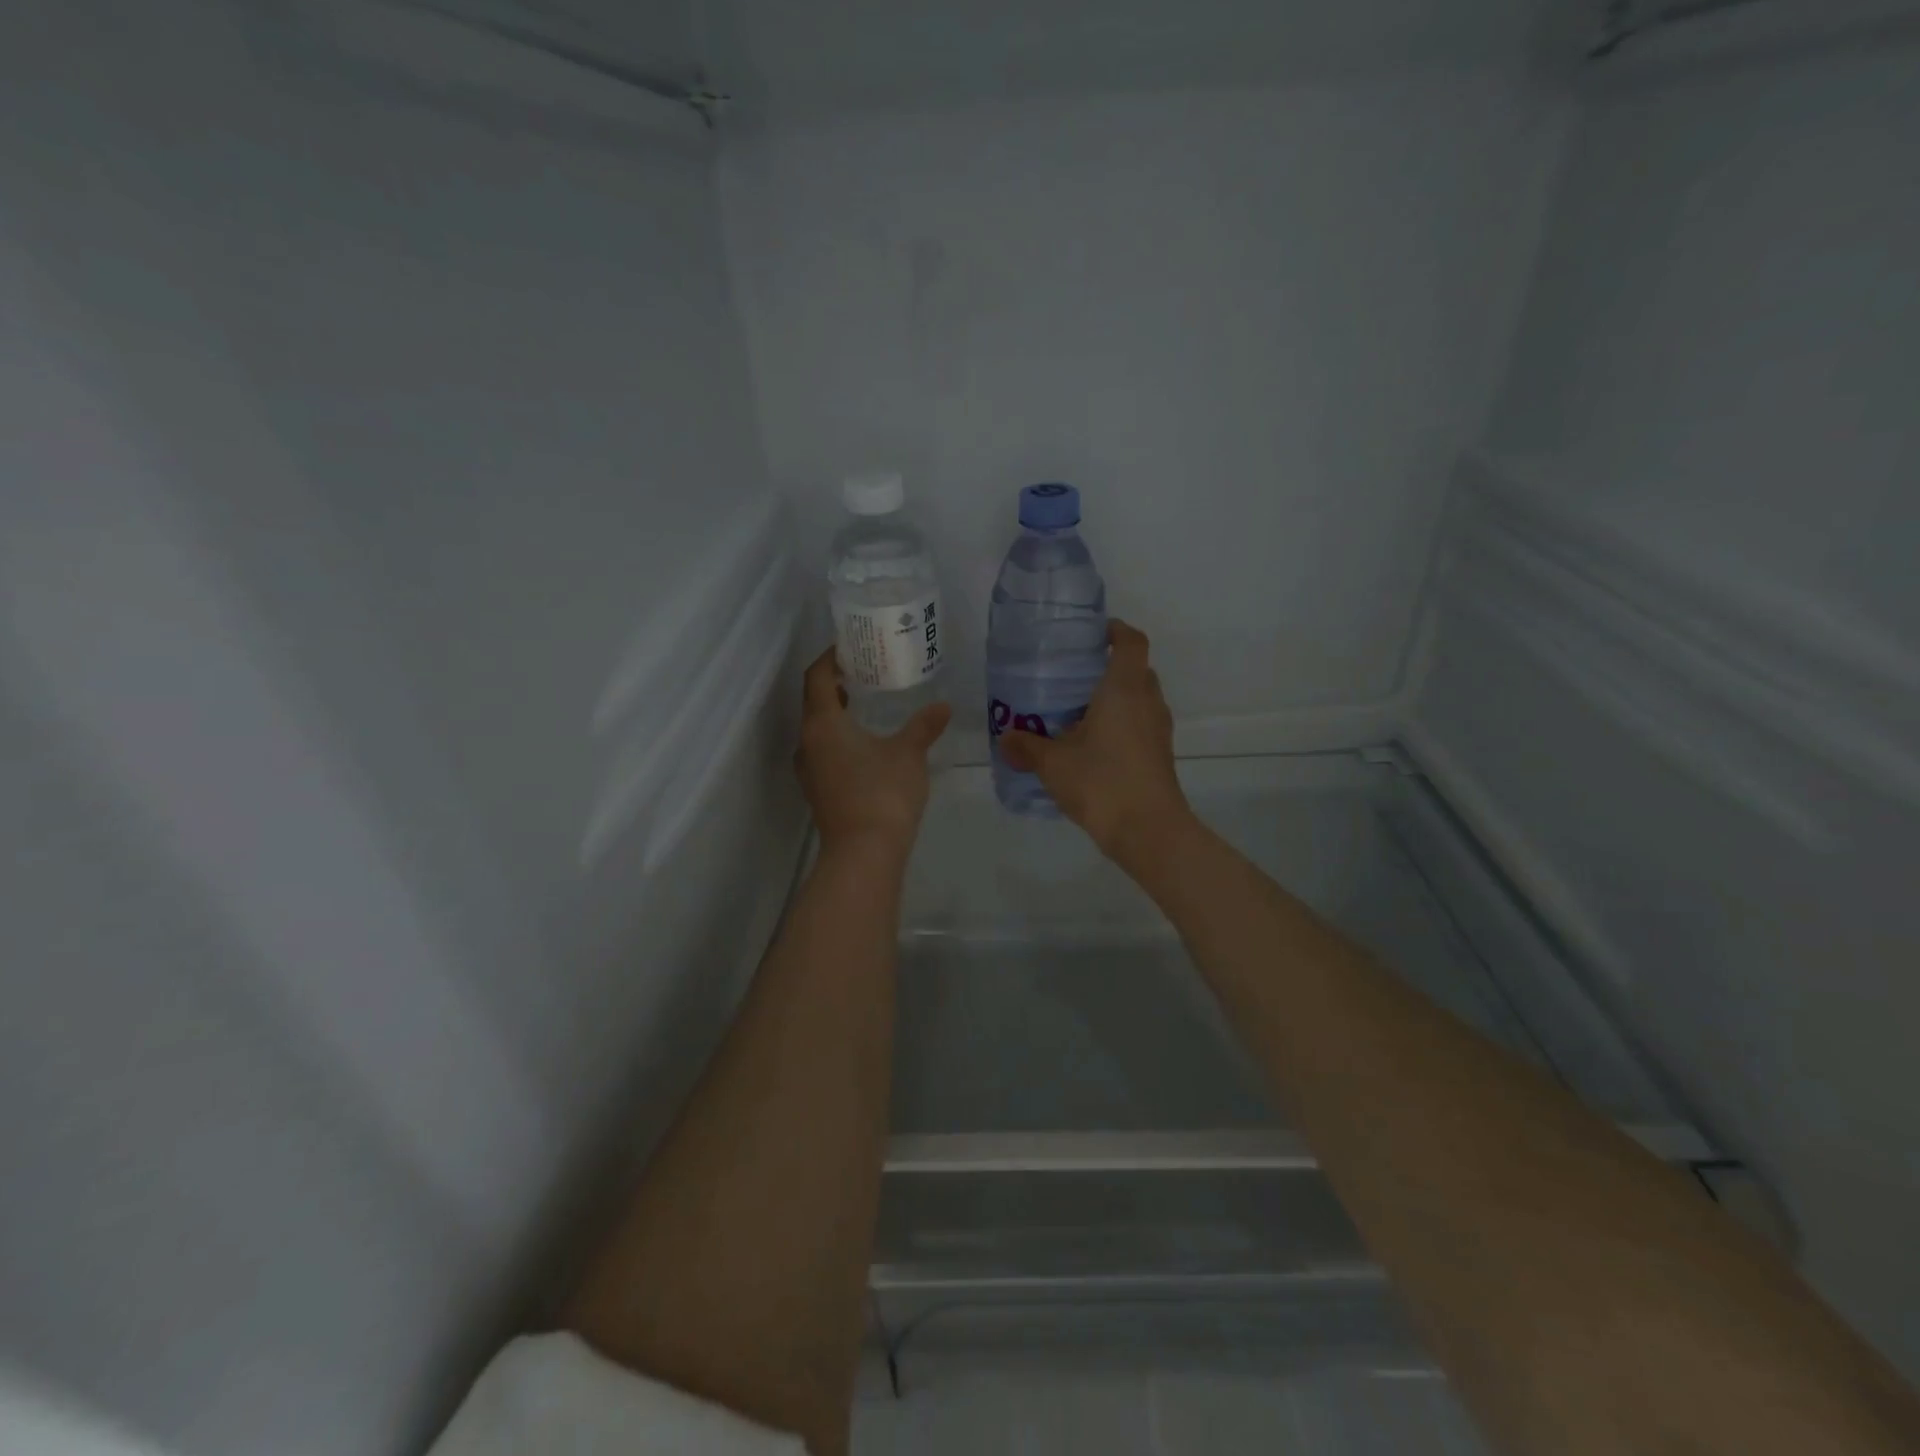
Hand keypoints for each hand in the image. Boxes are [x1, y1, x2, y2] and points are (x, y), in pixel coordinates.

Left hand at [796, 648, 951, 858]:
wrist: (863, 853)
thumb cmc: (883, 792)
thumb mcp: (909, 753)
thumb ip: (924, 726)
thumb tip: (943, 706)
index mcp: (822, 723)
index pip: (817, 677)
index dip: (831, 658)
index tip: (850, 648)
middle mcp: (807, 742)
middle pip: (814, 702)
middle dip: (835, 685)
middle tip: (863, 672)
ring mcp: (809, 770)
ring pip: (817, 729)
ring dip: (835, 714)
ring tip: (864, 704)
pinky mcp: (817, 791)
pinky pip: (823, 751)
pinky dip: (837, 738)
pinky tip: (864, 744)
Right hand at [999, 619, 1193, 862]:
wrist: (1149, 831)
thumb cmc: (1101, 782)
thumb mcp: (1052, 763)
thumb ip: (1027, 747)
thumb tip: (1005, 738)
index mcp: (1124, 689)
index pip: (1131, 642)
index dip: (1116, 630)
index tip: (1094, 634)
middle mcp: (1147, 702)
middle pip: (1136, 670)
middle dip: (1110, 668)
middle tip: (1075, 677)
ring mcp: (1158, 730)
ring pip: (1140, 700)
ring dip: (1116, 700)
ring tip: (1079, 713)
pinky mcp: (1160, 755)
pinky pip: (1141, 726)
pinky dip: (1121, 725)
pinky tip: (1092, 746)